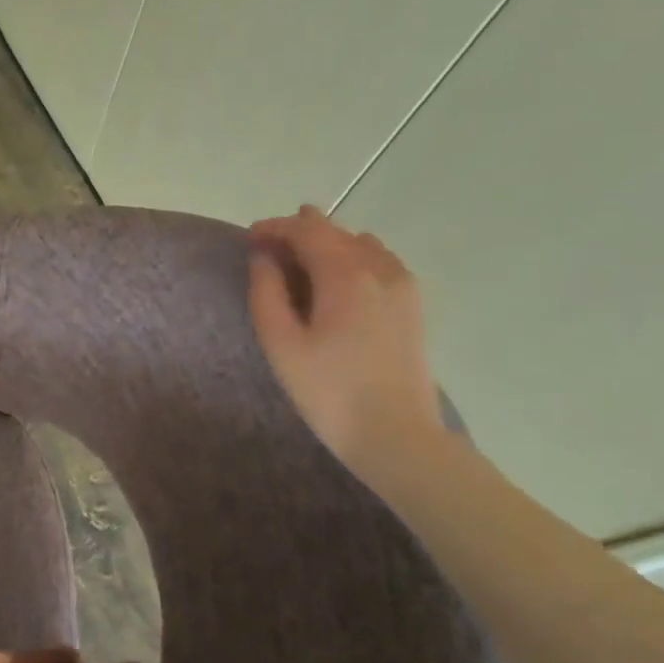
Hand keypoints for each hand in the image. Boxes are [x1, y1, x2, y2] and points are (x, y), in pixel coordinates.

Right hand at [248, 205, 445, 480]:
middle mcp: (380, 269)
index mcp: (346, 275)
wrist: (395, 435)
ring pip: (362, 245)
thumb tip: (264, 259)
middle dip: (301, 231)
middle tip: (269, 243)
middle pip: (337, 233)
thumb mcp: (282, 344)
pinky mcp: (413, 306)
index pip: (308, 232)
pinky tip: (339, 278)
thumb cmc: (329, 391)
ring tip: (300, 258)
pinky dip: (353, 258)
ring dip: (328, 243)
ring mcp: (404, 286)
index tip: (250, 237)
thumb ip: (267, 293)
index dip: (276, 228)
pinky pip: (381, 263)